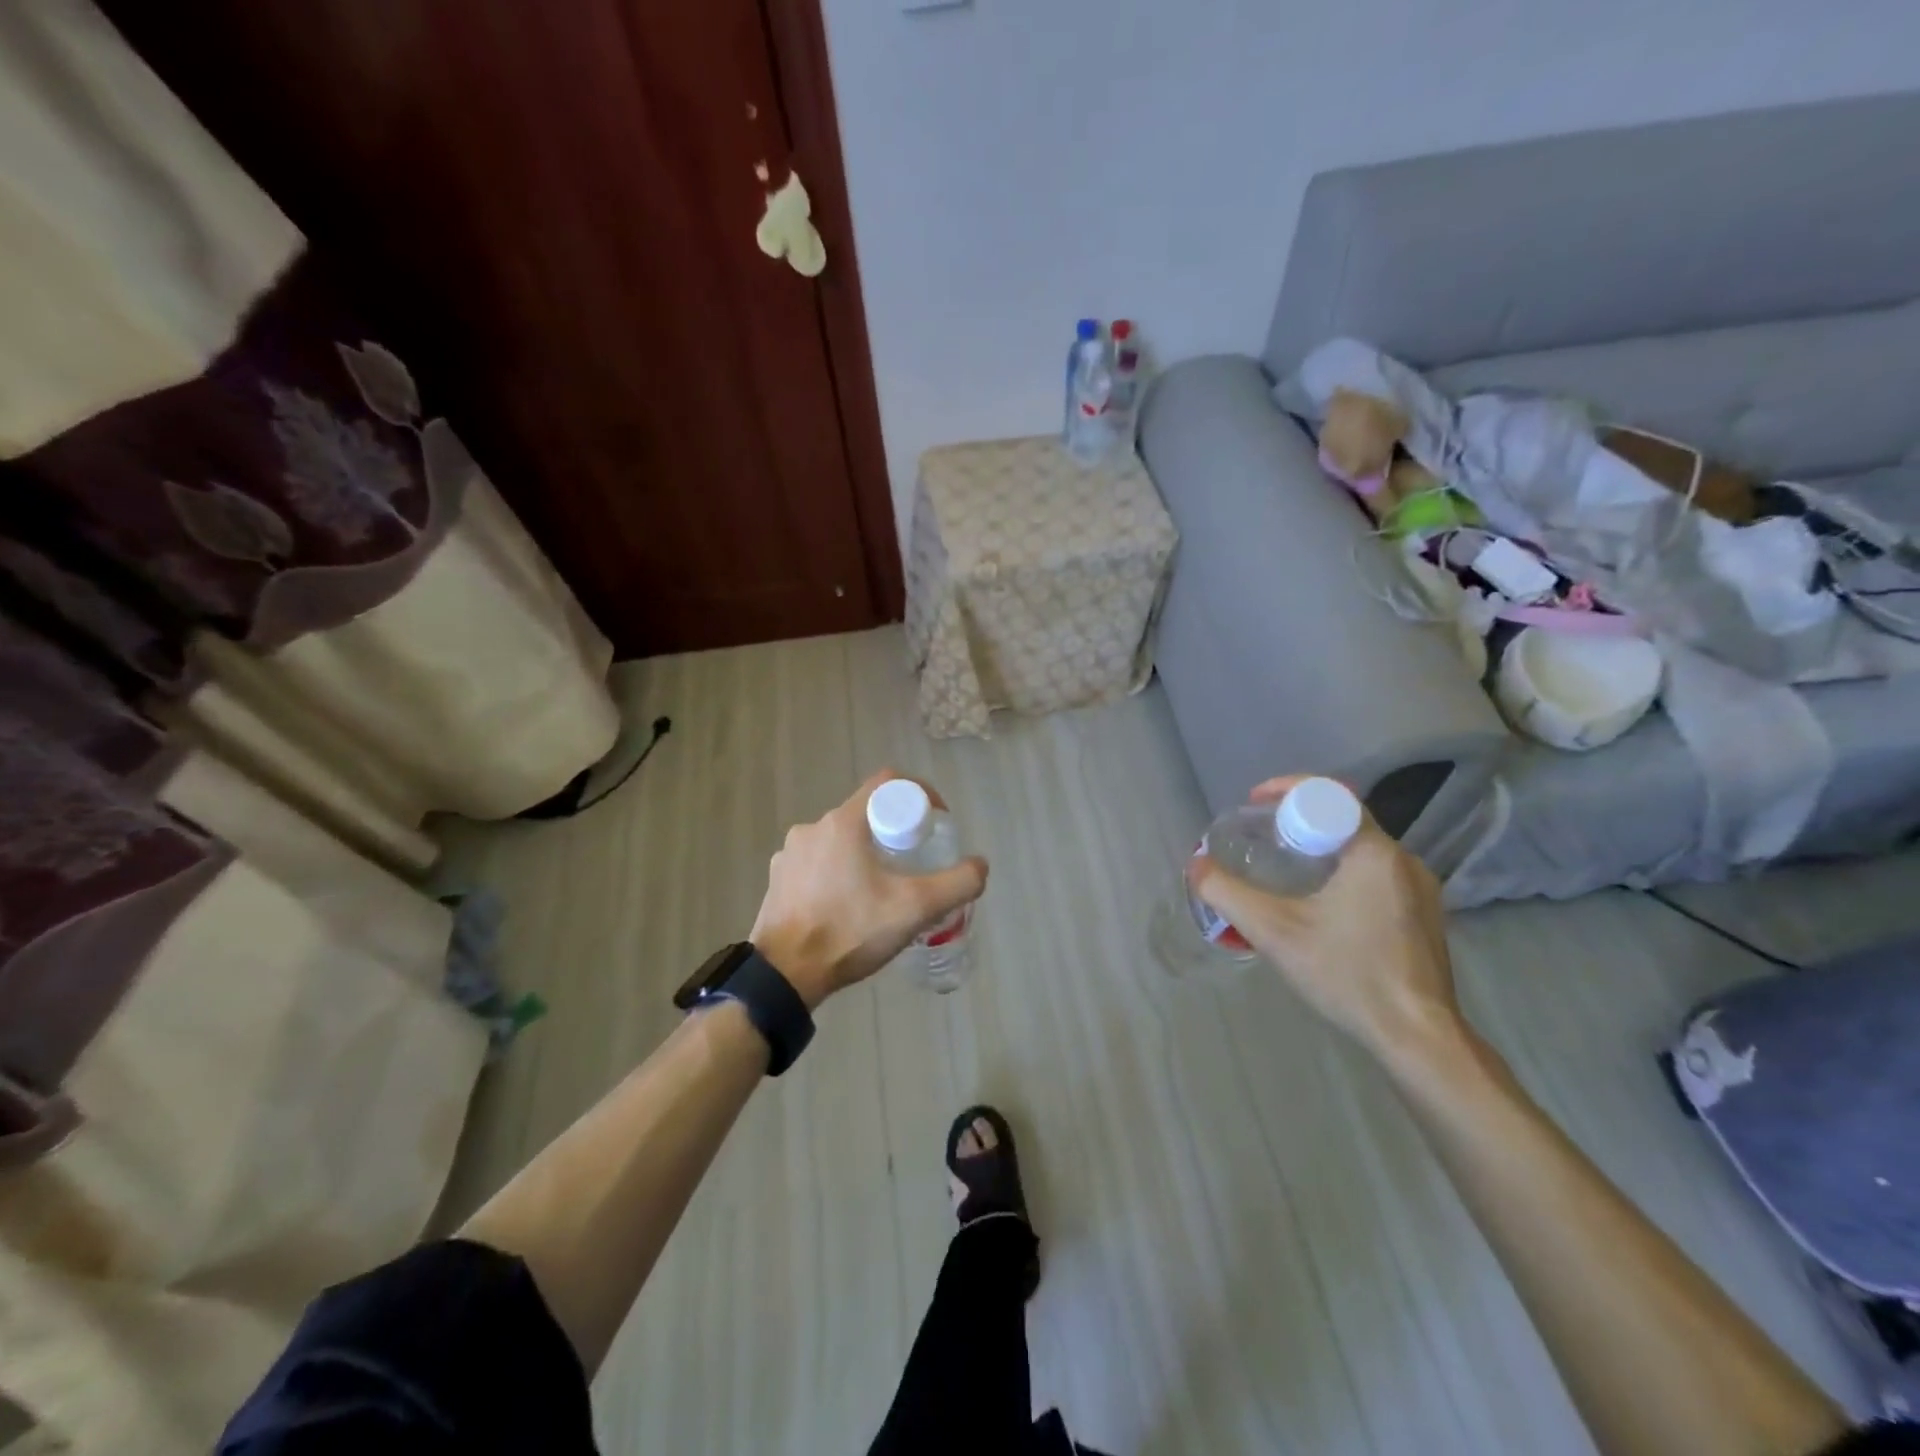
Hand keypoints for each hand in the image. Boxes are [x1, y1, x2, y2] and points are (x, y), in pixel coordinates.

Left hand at [751, 770, 987, 1010]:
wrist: (784, 976)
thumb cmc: (849, 931)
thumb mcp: (915, 909)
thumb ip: (957, 884)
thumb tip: (979, 866)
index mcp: (843, 822)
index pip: (887, 783)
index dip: (918, 794)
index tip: (934, 823)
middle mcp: (812, 828)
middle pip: (865, 814)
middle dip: (894, 832)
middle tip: (914, 863)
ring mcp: (789, 854)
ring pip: (840, 840)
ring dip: (865, 854)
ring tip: (882, 889)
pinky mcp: (778, 879)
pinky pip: (817, 864)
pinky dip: (838, 874)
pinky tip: (848, 905)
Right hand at [1189, 776, 1462, 1060]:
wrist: (1419, 1039)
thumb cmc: (1348, 974)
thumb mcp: (1273, 932)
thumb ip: (1227, 893)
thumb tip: (1196, 865)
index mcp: (1374, 852)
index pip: (1330, 796)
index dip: (1288, 790)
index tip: (1255, 804)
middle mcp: (1404, 861)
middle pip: (1344, 821)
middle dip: (1300, 821)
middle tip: (1262, 837)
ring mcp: (1421, 891)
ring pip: (1361, 850)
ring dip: (1322, 849)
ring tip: (1285, 868)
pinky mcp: (1424, 918)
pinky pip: (1377, 876)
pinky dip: (1343, 873)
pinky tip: (1321, 906)